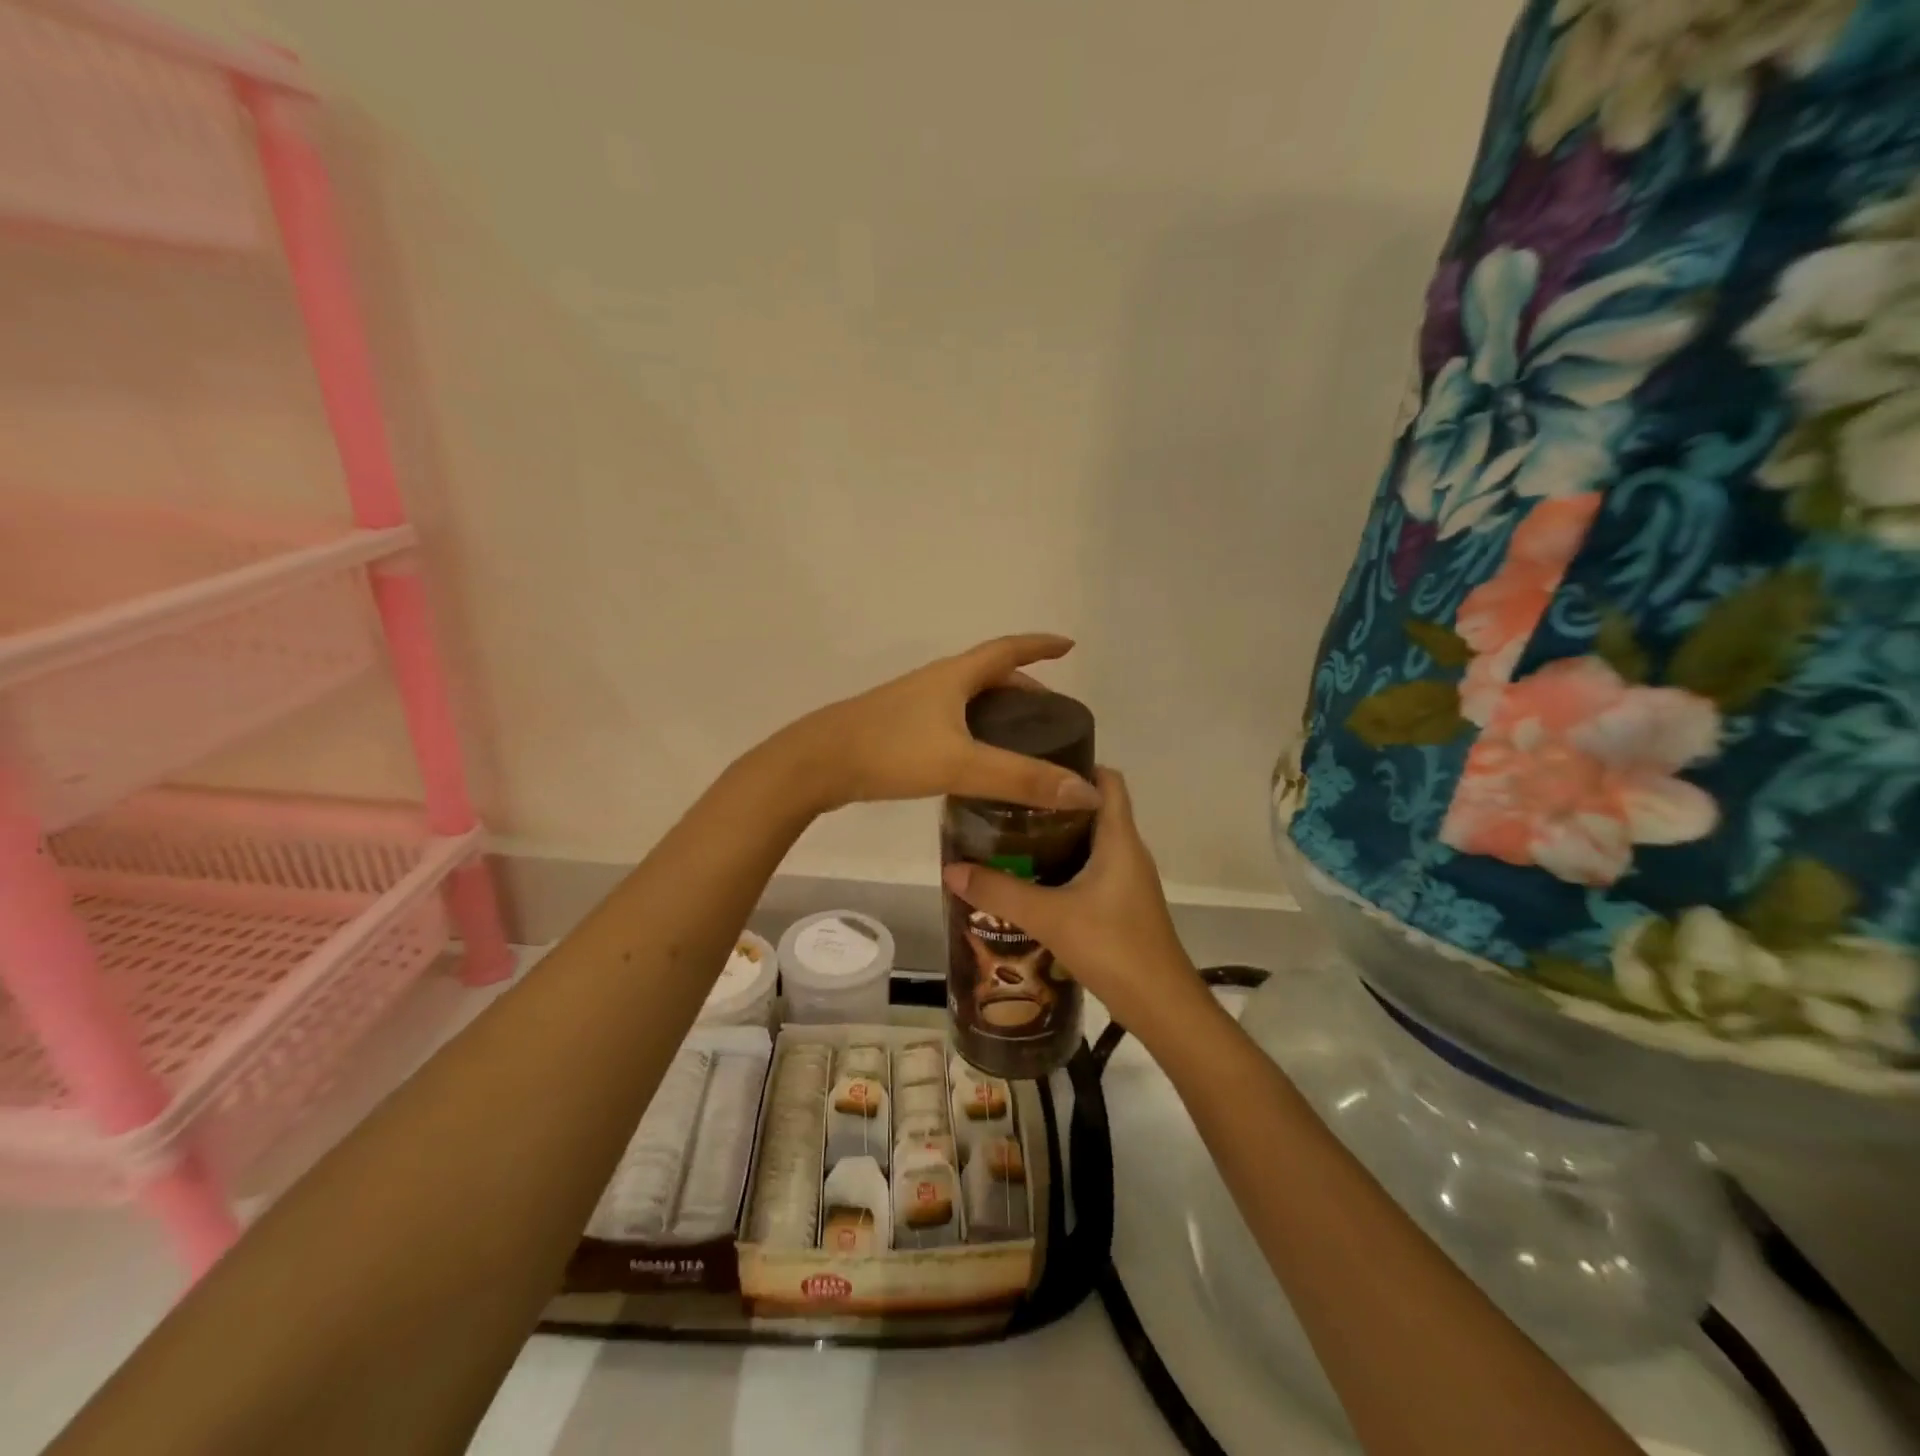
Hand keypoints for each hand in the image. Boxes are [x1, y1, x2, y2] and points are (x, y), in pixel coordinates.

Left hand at [777, 634, 1104, 813]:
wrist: (816, 763)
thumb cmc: (891, 751)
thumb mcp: (961, 764)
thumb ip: (1021, 779)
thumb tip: (1086, 792)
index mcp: (954, 676)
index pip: (1007, 649)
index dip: (1039, 645)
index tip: (1068, 645)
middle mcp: (935, 682)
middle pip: (988, 674)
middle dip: (1023, 684)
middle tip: (1049, 713)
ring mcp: (913, 705)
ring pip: (967, 698)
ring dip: (997, 708)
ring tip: (1020, 737)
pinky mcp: (897, 728)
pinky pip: (949, 719)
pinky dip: (973, 729)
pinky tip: (975, 758)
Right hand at [940, 768, 1202, 1031]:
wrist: (1161, 1006)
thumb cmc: (1112, 947)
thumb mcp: (1049, 916)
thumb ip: (999, 892)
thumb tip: (951, 869)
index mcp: (1119, 838)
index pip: (1107, 780)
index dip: (1076, 763)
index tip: (1033, 763)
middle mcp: (1127, 851)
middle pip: (1093, 809)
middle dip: (1052, 803)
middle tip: (1006, 803)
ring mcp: (1127, 880)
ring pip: (1090, 842)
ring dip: (1055, 837)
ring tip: (1008, 837)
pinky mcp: (1122, 905)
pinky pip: (1090, 870)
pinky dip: (1062, 867)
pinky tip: (1029, 882)